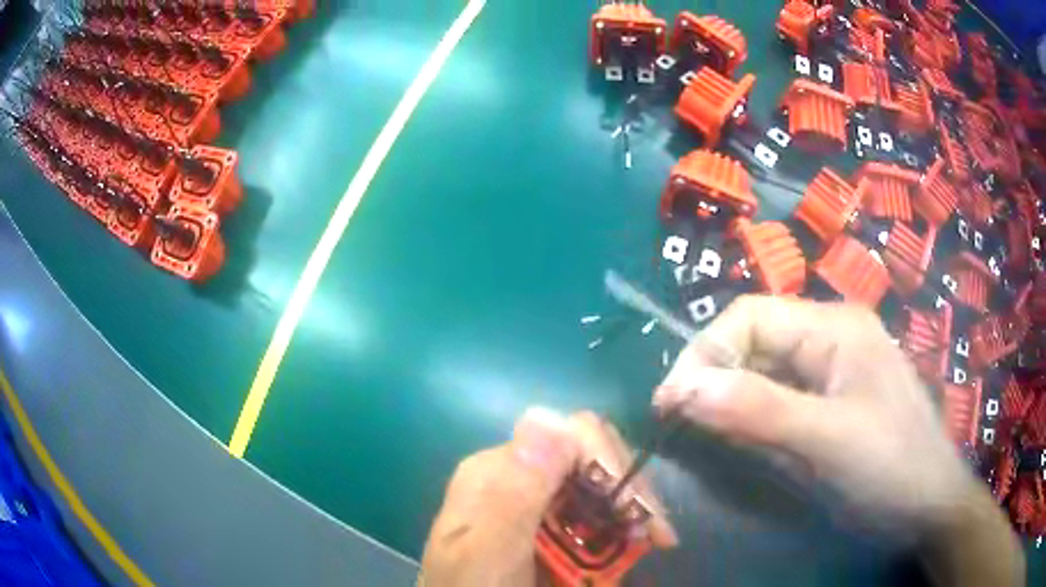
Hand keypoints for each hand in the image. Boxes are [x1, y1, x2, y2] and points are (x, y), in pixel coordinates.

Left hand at [420, 408, 675, 585]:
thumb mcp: (486, 553)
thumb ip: (513, 495)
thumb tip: (548, 419)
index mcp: (496, 471)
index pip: (566, 436)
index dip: (610, 466)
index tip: (636, 512)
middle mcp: (518, 475)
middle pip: (589, 454)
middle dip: (628, 487)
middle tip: (655, 534)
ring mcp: (536, 499)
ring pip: (599, 479)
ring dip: (632, 505)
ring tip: (653, 540)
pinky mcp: (551, 522)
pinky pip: (597, 507)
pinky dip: (623, 522)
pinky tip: (637, 541)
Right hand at [652, 295, 1022, 585]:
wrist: (930, 507)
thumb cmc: (890, 468)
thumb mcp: (827, 442)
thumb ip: (758, 411)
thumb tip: (682, 388)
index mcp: (834, 327)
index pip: (750, 316)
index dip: (704, 353)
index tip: (670, 404)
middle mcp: (831, 337)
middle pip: (755, 343)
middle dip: (718, 383)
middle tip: (689, 430)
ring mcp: (833, 372)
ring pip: (764, 375)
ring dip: (737, 408)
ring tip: (727, 446)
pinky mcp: (831, 404)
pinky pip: (780, 403)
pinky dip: (758, 425)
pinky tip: (760, 451)